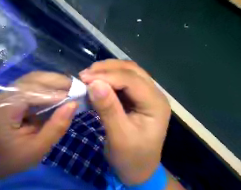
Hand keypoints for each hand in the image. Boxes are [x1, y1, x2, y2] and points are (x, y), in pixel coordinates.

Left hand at [0, 72, 77, 181]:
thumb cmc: (11, 157)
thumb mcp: (37, 149)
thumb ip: (56, 127)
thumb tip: (74, 104)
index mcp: (4, 109)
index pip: (32, 93)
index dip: (55, 93)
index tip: (76, 96)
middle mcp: (3, 95)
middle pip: (32, 80)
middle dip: (56, 81)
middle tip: (76, 87)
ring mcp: (5, 91)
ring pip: (33, 78)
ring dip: (53, 80)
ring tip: (70, 87)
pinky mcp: (11, 92)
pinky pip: (32, 83)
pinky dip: (47, 84)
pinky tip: (59, 89)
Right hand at [78, 60, 169, 185]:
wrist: (138, 171)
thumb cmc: (131, 158)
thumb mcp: (119, 137)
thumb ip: (108, 109)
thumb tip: (94, 83)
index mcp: (155, 104)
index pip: (131, 80)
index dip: (107, 76)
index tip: (84, 78)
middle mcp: (153, 93)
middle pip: (130, 70)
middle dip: (106, 69)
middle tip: (84, 75)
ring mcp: (145, 93)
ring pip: (125, 71)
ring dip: (106, 70)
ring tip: (87, 76)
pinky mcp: (135, 95)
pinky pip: (120, 79)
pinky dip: (106, 77)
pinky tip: (94, 82)